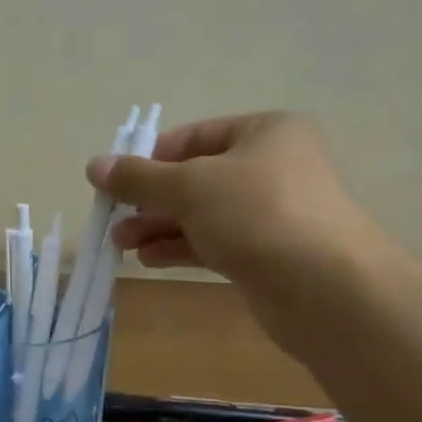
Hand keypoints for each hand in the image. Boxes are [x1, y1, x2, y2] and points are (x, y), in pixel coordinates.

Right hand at [87, 111, 385, 301]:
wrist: (327, 290)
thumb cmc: (257, 214)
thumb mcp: (189, 186)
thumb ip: (139, 177)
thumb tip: (94, 166)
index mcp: (265, 132)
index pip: (193, 137)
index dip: (150, 158)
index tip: (115, 181)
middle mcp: (273, 166)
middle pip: (196, 177)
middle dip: (151, 199)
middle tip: (113, 218)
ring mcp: (273, 213)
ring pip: (203, 213)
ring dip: (160, 226)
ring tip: (121, 244)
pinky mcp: (269, 254)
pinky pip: (216, 242)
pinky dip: (182, 247)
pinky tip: (149, 259)